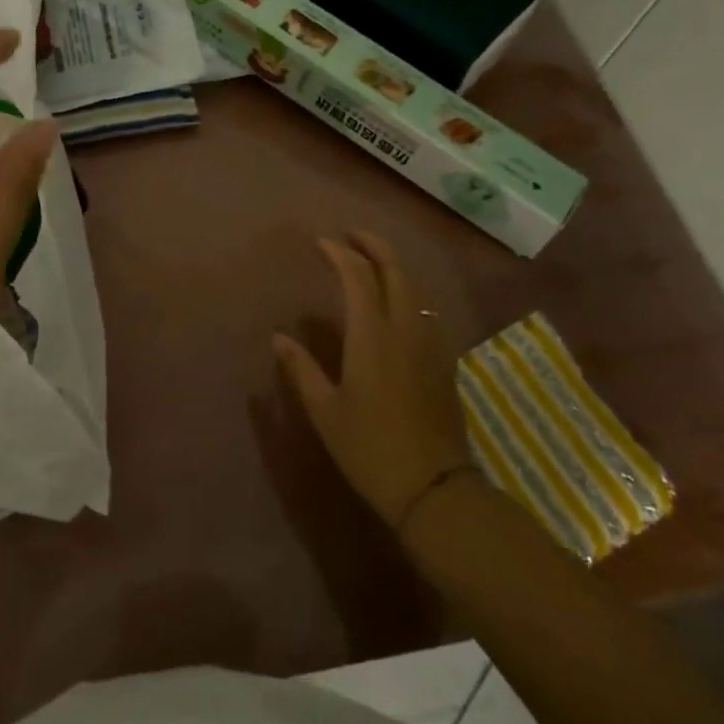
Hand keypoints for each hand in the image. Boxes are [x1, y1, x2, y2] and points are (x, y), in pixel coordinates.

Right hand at [272, 233, 473, 531]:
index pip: (358, 276)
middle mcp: (405, 328)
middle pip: (396, 270)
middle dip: (374, 246)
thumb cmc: (369, 448)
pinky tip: (399, 304)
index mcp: (372, 335)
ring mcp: (430, 343)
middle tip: (351, 237)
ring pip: (416, 288)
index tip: (322, 243)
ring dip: (394, 266)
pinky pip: (426, 310)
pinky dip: (409, 292)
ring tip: (372, 263)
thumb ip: (301, 368)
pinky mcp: (445, 361)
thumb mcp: (325, 410)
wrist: (433, 487)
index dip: (340, 253)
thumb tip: (279, 338)